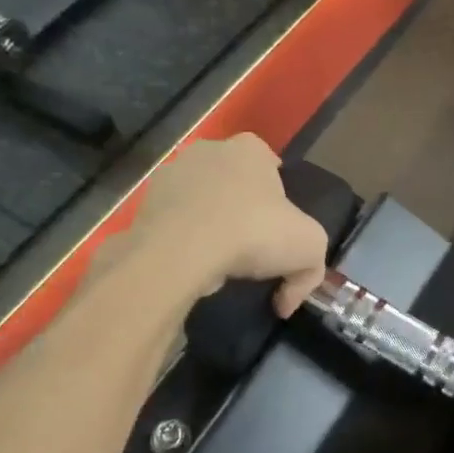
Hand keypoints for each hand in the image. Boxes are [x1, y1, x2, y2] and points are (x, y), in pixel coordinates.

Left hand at [130, 133, 327, 314]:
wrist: (181, 252)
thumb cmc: (253, 232)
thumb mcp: (309, 248)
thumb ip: (309, 272)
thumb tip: (287, 302)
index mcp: (249, 150)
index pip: (267, 160)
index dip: (276, 192)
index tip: (278, 223)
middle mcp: (207, 151)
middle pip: (231, 179)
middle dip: (241, 205)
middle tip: (252, 243)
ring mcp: (170, 176)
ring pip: (199, 199)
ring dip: (209, 222)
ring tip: (219, 260)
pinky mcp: (143, 206)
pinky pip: (173, 224)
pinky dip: (183, 242)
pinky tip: (194, 267)